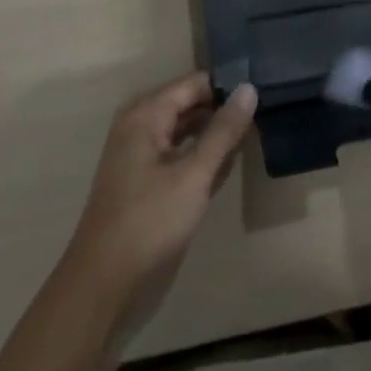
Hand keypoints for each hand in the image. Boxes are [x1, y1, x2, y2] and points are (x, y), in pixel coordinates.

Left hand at [62, 73, 256, 333]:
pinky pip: (182, 154)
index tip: (265, 89)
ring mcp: (144, 155)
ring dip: (218, 134)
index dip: (228, 84)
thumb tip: (249, 88)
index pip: (195, 83)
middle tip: (267, 111)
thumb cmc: (149, 223)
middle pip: (191, 104)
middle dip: (225, 109)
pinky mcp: (149, 182)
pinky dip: (205, 157)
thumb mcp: (193, 175)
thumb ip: (223, 131)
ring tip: (258, 131)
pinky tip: (232, 161)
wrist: (103, 288)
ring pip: (189, 130)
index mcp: (146, 114)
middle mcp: (142, 126)